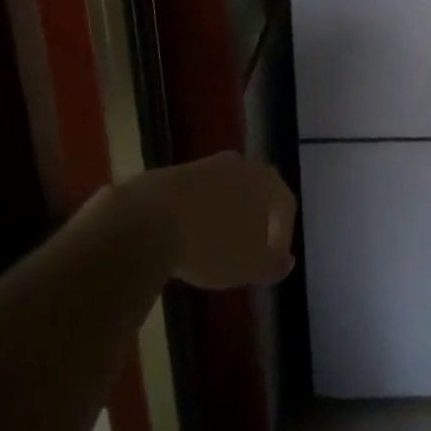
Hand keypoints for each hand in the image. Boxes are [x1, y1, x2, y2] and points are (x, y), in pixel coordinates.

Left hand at [118, 151, 296, 289]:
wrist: (143, 222)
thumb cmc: (210, 245)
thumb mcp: (249, 266)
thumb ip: (273, 264)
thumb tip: (286, 260)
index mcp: (265, 181)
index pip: (285, 205)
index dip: (282, 234)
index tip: (271, 260)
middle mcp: (239, 164)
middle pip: (254, 192)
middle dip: (253, 220)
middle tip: (246, 249)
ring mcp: (203, 165)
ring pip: (223, 191)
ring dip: (222, 216)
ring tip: (212, 246)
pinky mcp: (169, 172)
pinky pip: (193, 195)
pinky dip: (195, 214)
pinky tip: (183, 238)